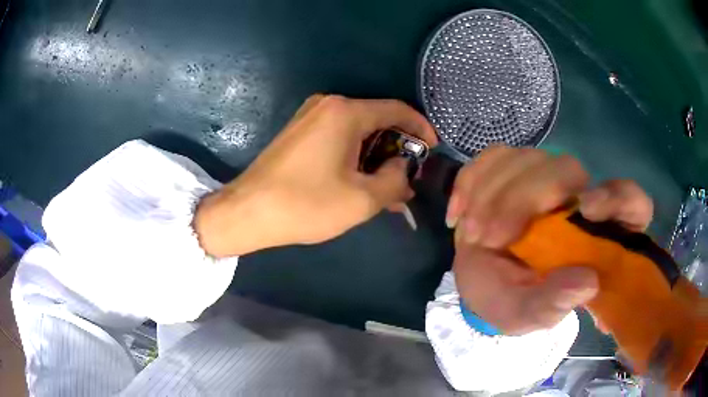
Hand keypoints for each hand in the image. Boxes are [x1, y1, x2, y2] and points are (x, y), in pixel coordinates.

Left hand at [194, 95, 436, 257]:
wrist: (246, 212)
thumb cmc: (305, 205)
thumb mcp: (362, 199)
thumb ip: (395, 181)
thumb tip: (402, 169)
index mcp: (345, 112)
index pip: (397, 110)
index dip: (421, 128)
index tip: (433, 150)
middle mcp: (328, 105)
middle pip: (378, 120)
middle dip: (398, 148)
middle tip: (409, 178)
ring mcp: (310, 117)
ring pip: (359, 132)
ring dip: (377, 157)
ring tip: (389, 189)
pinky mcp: (300, 133)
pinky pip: (339, 139)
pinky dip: (356, 157)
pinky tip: (363, 182)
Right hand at [447, 146, 652, 333]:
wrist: (479, 282)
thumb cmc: (509, 299)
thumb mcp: (526, 315)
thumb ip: (552, 305)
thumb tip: (587, 282)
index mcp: (595, 235)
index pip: (630, 202)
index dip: (617, 197)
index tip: (586, 209)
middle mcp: (575, 197)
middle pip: (567, 168)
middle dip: (525, 197)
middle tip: (487, 236)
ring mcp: (544, 178)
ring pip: (528, 158)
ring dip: (493, 194)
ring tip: (471, 234)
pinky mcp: (512, 170)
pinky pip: (494, 157)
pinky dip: (471, 180)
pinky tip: (459, 212)